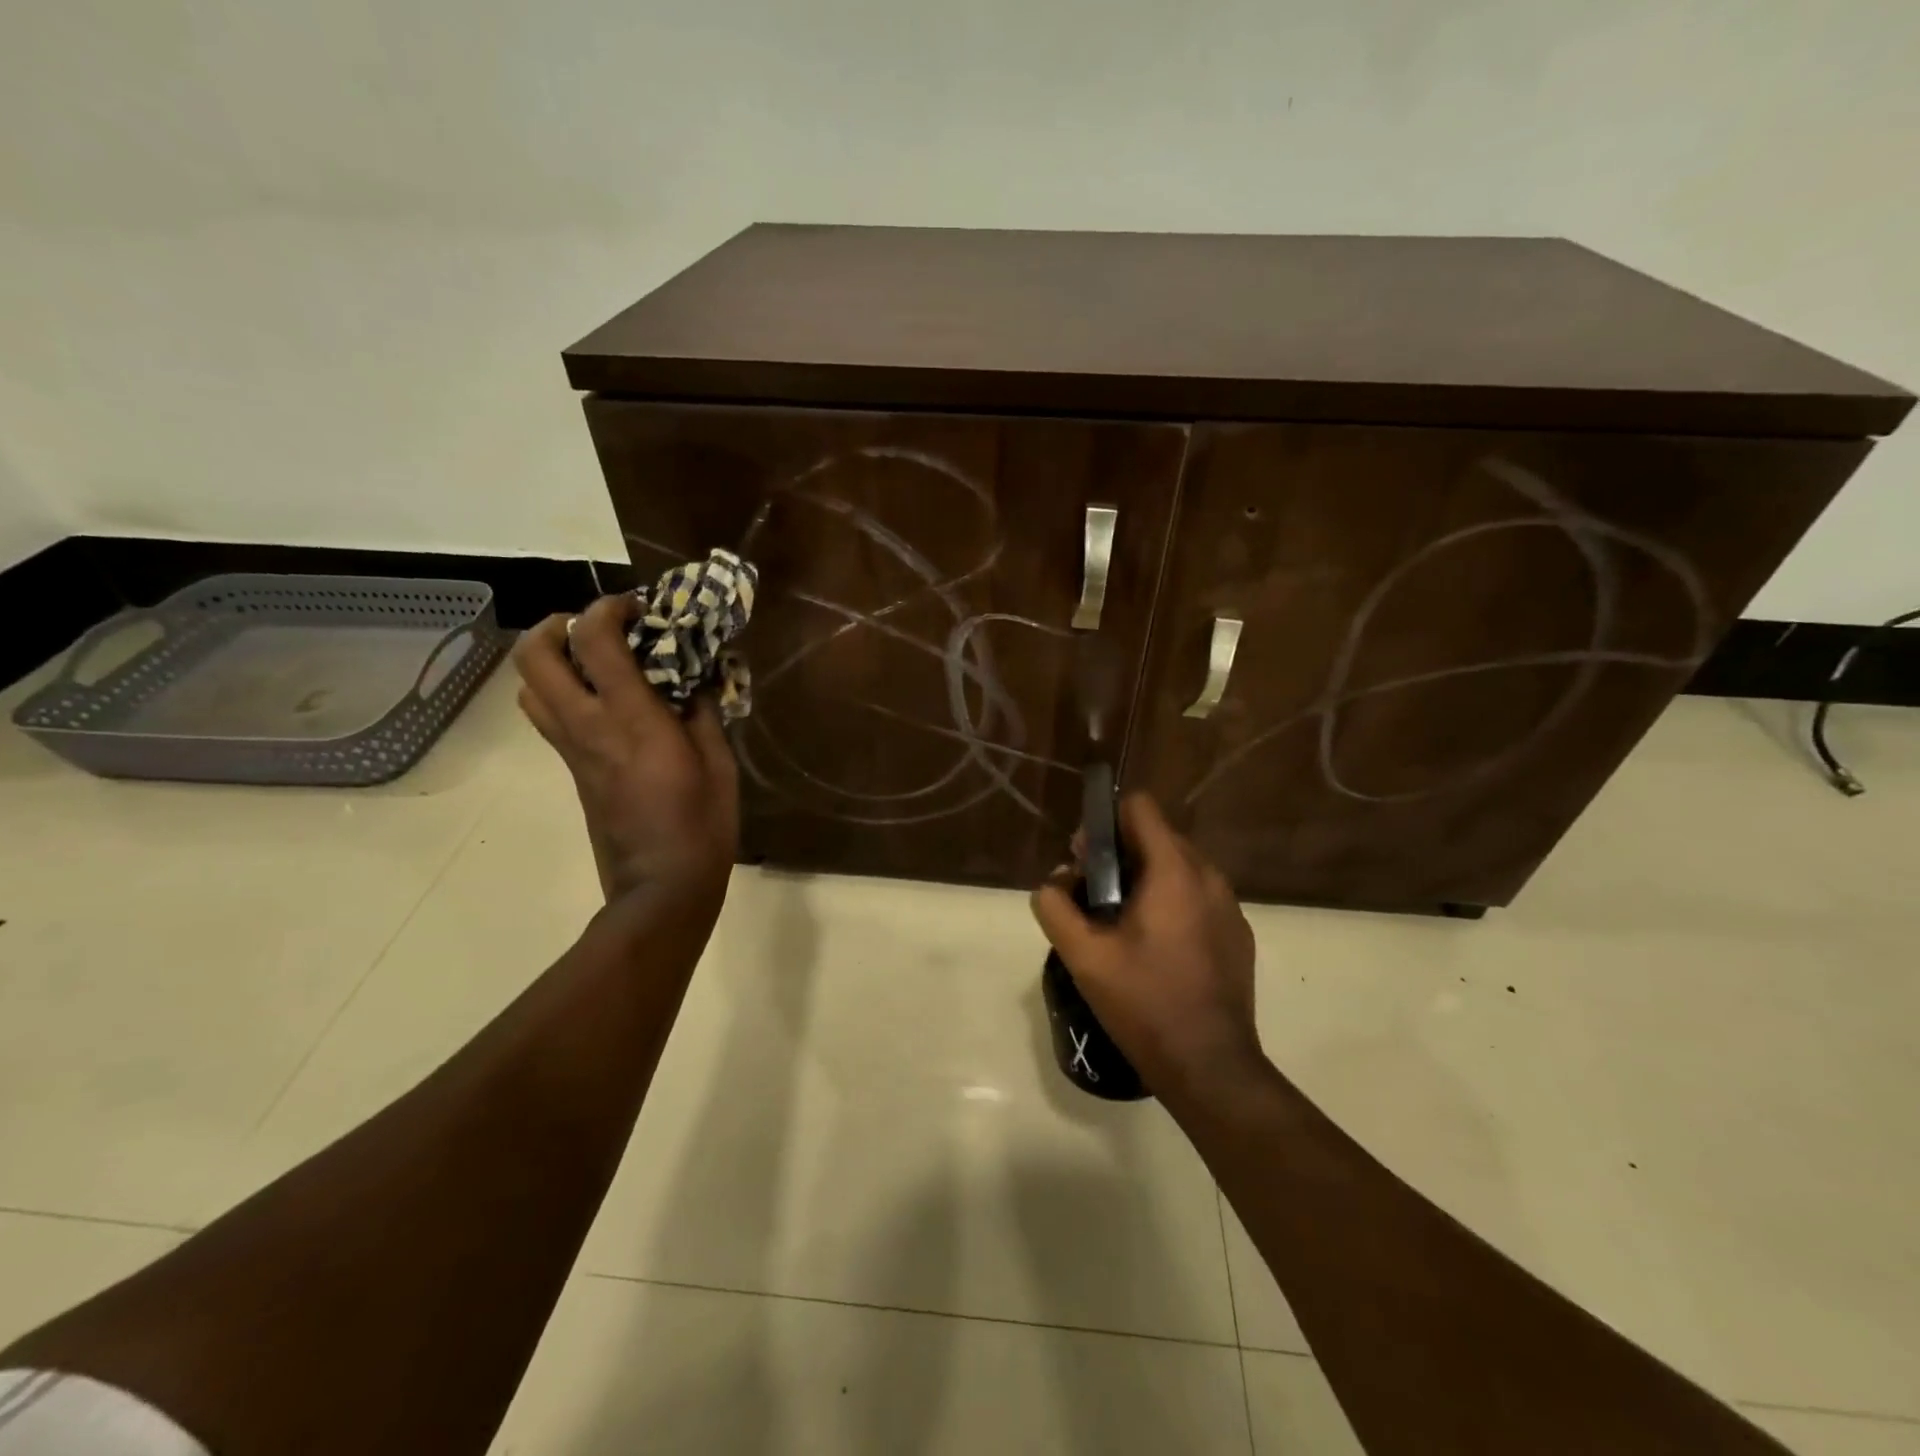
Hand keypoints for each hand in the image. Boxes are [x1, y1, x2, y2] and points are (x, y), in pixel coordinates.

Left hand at [513, 594, 738, 913]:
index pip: (595, 640)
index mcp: (630, 719)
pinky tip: (602, 700)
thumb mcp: (719, 761)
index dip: (609, 609)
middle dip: (558, 625)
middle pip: (534, 656)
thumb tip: (694, 680)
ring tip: (593, 660)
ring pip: (528, 687)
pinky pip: (547, 716)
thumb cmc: (702, 823)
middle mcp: (588, 726)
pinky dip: (561, 691)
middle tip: (597, 627)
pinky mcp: (571, 770)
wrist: (660, 886)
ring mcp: (572, 750)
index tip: (639, 609)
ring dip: (551, 659)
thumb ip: (702, 711)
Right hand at [1031, 794, 1262, 1106]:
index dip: (1105, 822)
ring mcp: (1229, 906)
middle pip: (1157, 837)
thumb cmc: (1144, 1004)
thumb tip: (1052, 884)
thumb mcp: (1083, 957)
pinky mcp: (1237, 934)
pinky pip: (1198, 897)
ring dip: (1146, 880)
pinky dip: (1172, 904)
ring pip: (1178, 868)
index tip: (1085, 858)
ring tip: (1121, 925)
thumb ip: (1055, 908)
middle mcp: (1208, 877)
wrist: (1211, 1067)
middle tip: (1093, 897)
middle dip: (1120, 855)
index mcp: (1174, 871)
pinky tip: (1155, 950)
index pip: (1139, 808)